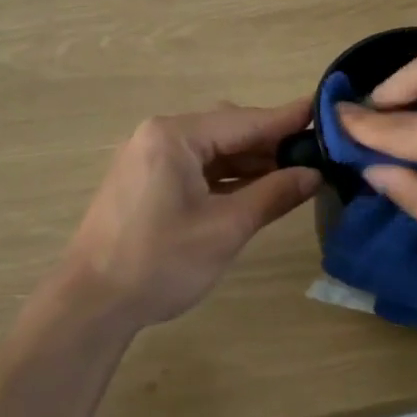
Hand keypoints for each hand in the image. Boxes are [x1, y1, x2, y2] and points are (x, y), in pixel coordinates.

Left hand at [58, 99, 320, 330]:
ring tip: (293, 175)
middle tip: (316, 156)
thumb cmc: (160, 261)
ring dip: (249, 162)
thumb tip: (314, 174)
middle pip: (228, 130)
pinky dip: (225, 177)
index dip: (288, 120)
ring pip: (212, 151)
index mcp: (175, 136)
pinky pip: (195, 168)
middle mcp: (159, 136)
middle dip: (270, 144)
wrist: (90, 304)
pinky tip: (255, 190)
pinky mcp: (145, 182)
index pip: (245, 121)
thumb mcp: (226, 228)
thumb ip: (273, 194)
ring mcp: (148, 159)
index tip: (326, 112)